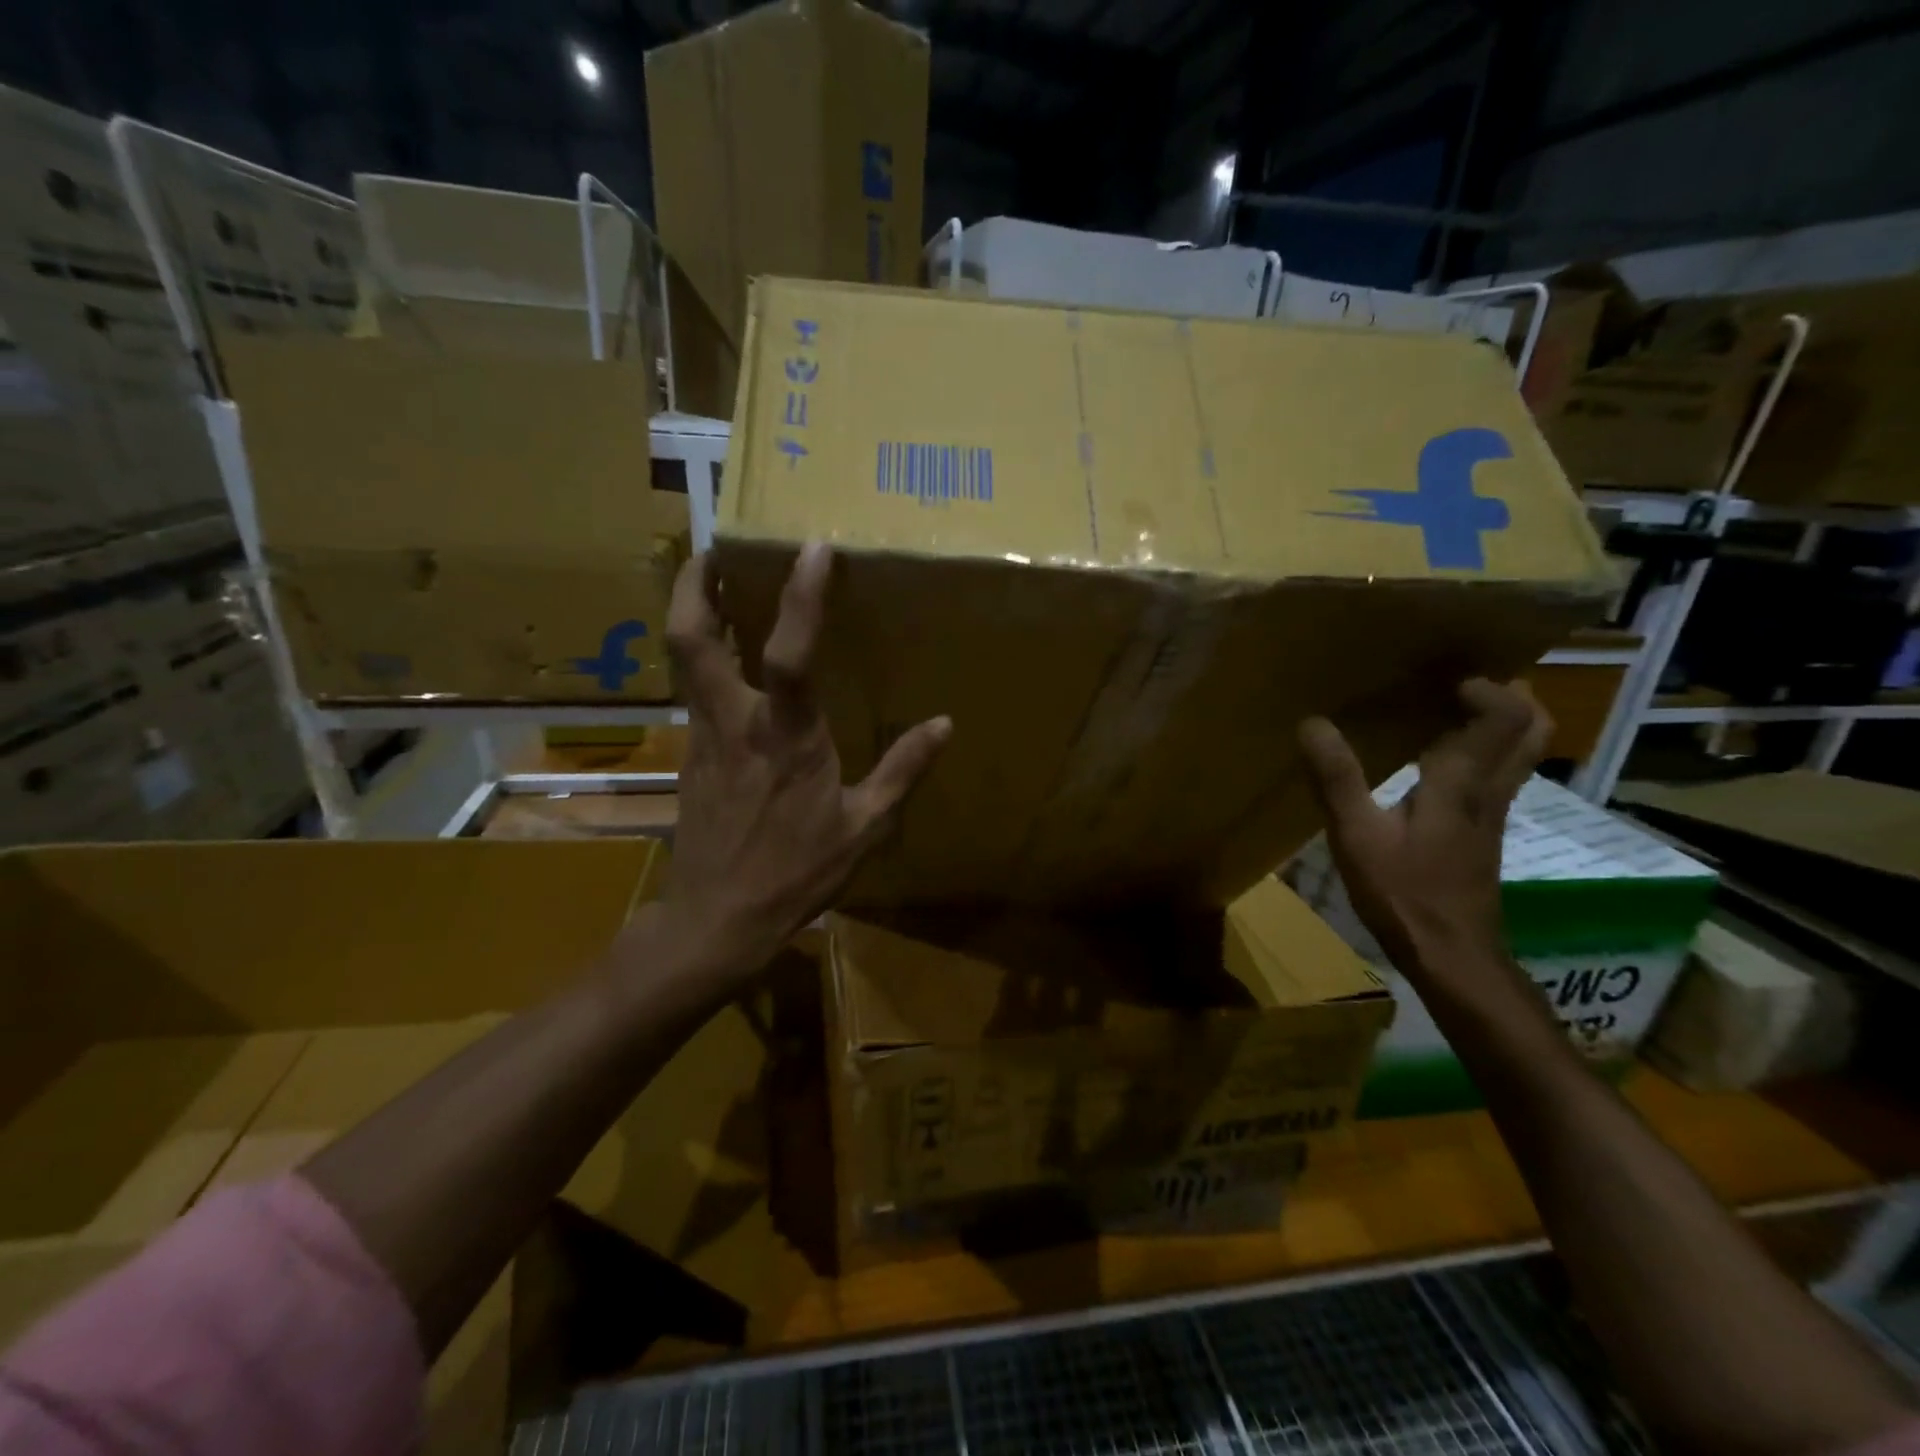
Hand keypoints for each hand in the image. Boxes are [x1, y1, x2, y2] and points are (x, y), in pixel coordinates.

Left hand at [653, 543, 950, 991]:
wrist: (717, 920)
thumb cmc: (796, 874)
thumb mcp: (864, 828)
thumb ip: (902, 771)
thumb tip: (943, 725)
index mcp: (785, 737)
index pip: (790, 654)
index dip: (803, 597)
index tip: (814, 550)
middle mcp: (734, 723)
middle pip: (691, 637)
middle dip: (697, 584)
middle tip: (715, 548)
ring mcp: (702, 737)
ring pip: (683, 660)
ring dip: (696, 615)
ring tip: (719, 587)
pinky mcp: (689, 756)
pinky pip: (693, 693)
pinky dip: (705, 661)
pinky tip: (731, 667)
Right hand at [1297, 679, 1549, 985]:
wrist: (1451, 955)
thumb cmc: (1403, 892)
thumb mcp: (1356, 834)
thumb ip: (1336, 777)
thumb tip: (1312, 723)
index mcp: (1461, 783)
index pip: (1504, 718)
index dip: (1487, 689)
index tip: (1446, 678)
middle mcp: (1488, 791)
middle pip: (1531, 732)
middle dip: (1512, 699)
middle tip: (1468, 683)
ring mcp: (1493, 815)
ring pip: (1521, 755)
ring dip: (1504, 725)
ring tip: (1459, 711)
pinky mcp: (1485, 835)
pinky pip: (1500, 777)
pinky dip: (1487, 754)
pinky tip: (1444, 763)